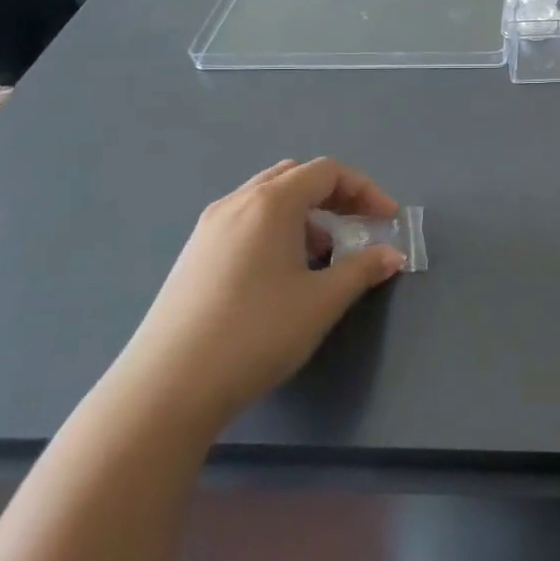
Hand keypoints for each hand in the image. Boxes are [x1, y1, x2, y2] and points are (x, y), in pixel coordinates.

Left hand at [114, 158, 406, 429]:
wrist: (167, 388)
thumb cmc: (256, 333)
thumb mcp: (321, 301)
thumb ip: (362, 269)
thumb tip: (392, 255)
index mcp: (271, 202)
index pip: (327, 171)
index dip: (365, 190)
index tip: (388, 221)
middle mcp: (237, 202)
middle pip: (296, 176)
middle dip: (335, 195)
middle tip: (358, 225)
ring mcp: (208, 228)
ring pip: (267, 198)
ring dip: (305, 213)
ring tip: (323, 254)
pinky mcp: (193, 255)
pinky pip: (245, 221)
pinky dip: (276, 229)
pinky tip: (282, 273)